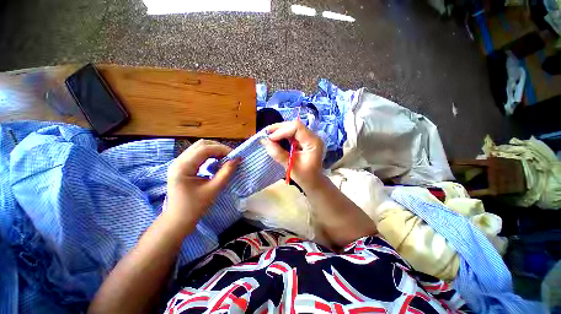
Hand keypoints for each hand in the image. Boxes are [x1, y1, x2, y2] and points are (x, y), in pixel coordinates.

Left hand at [166, 140, 239, 230]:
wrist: (178, 219)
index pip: (204, 149)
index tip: (235, 156)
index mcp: (183, 167)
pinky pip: (198, 154)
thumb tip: (237, 159)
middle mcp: (178, 161)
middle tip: (231, 156)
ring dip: (214, 150)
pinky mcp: (182, 166)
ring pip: (199, 148)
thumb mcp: (213, 189)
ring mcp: (179, 163)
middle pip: (201, 145)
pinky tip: (217, 161)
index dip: (222, 150)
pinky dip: (209, 155)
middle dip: (218, 148)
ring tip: (226, 158)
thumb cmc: (195, 207)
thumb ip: (226, 173)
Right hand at [261, 121, 323, 189]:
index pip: (297, 128)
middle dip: (279, 128)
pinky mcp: (305, 140)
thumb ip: (278, 153)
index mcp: (313, 142)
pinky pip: (293, 133)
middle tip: (266, 133)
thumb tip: (264, 141)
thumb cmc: (305, 177)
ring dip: (280, 130)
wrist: (314, 182)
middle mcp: (313, 136)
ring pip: (293, 128)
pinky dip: (283, 135)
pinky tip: (275, 138)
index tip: (270, 138)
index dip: (281, 131)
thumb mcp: (290, 166)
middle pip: (295, 125)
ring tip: (269, 135)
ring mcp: (309, 137)